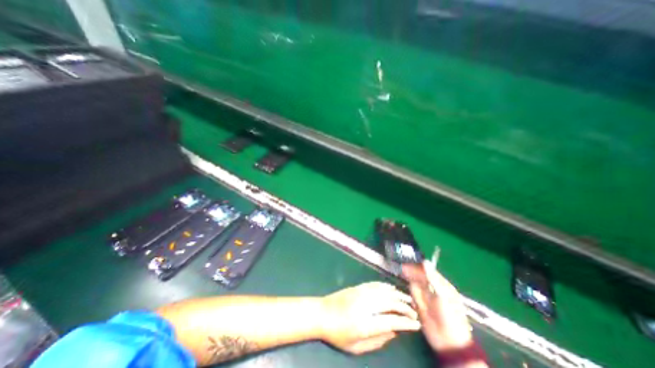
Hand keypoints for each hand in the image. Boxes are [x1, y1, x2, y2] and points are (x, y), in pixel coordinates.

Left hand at [319, 282, 418, 352]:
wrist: (322, 313)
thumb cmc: (338, 334)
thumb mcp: (356, 347)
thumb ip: (378, 341)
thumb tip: (394, 332)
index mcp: (365, 323)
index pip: (392, 320)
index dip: (406, 323)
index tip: (416, 324)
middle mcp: (365, 305)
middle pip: (391, 303)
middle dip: (405, 308)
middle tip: (415, 313)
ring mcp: (361, 293)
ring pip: (384, 291)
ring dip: (398, 295)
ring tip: (408, 300)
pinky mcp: (358, 287)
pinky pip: (375, 284)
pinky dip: (386, 286)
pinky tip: (393, 289)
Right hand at [402, 261, 473, 349]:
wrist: (448, 342)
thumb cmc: (450, 316)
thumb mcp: (442, 295)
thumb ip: (432, 278)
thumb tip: (425, 261)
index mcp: (441, 285)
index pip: (428, 271)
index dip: (418, 265)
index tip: (409, 260)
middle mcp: (432, 289)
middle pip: (420, 276)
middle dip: (411, 270)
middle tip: (402, 265)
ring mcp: (425, 297)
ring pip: (415, 282)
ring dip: (408, 276)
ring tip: (400, 269)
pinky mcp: (419, 304)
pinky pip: (412, 292)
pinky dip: (407, 285)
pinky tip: (402, 281)